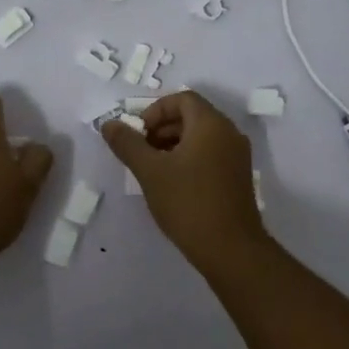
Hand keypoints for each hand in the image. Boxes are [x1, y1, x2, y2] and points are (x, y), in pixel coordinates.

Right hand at [100, 90, 265, 267]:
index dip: (155, 111)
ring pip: (201, 136)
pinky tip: (172, 183)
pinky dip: (189, 158)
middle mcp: (229, 133)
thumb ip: (128, 144)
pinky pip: (211, 154)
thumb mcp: (150, 171)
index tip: (138, 134)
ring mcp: (237, 156)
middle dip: (162, 128)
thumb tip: (110, 124)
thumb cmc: (188, 203)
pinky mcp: (238, 177)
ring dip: (174, 144)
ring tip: (153, 169)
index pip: (182, 99)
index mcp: (211, 124)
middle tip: (141, 151)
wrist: (231, 249)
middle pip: (192, 115)